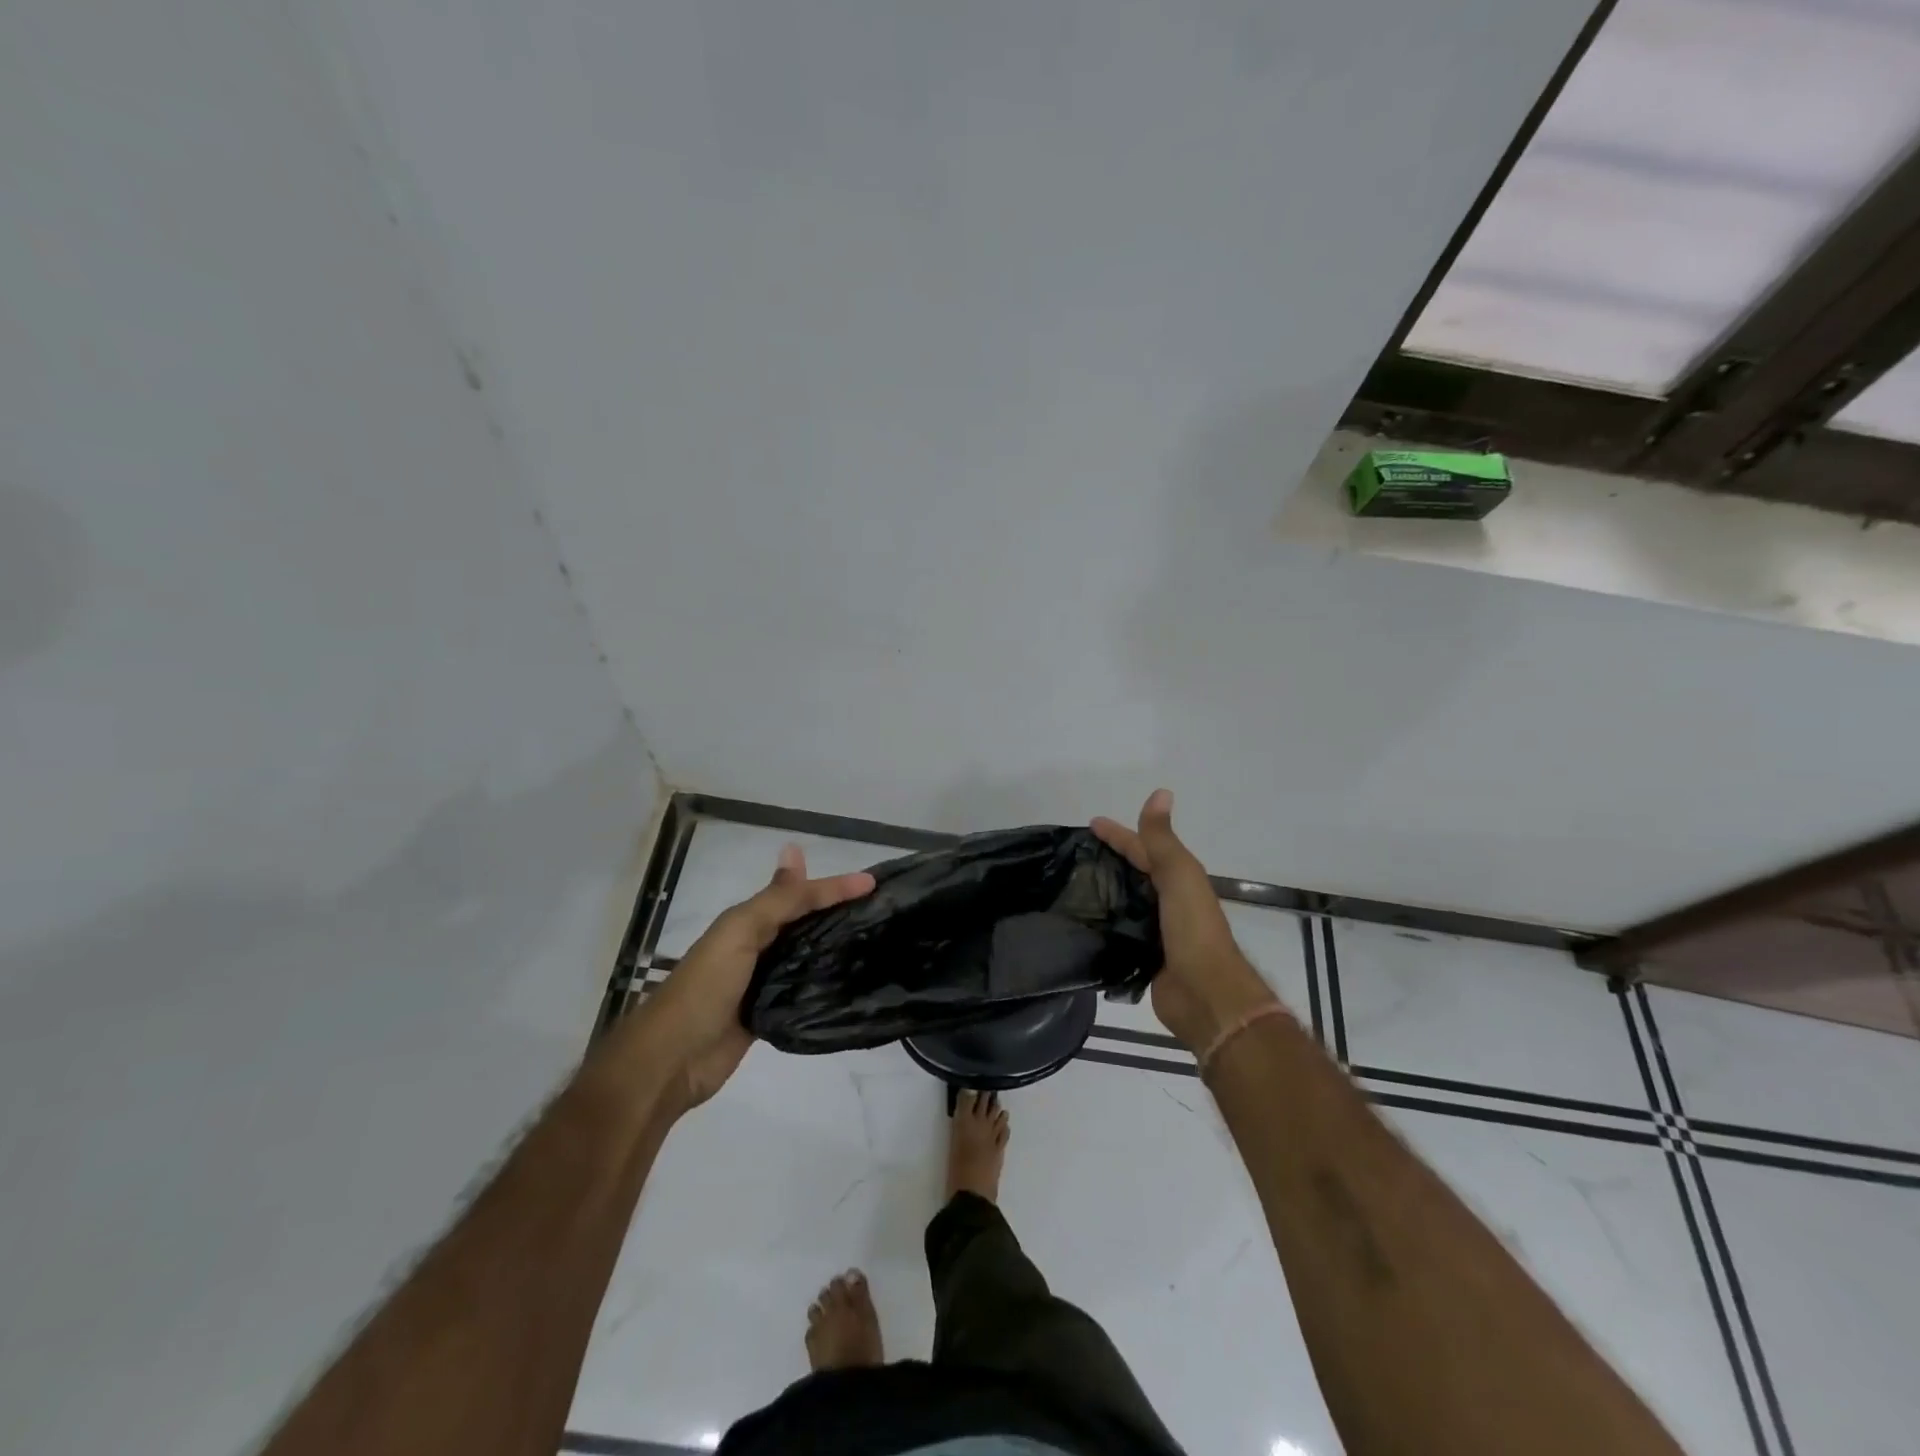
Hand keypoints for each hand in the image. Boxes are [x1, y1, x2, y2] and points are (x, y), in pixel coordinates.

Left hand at [643, 844, 874, 1113]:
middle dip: (838, 911)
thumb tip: (795, 850)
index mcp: (748, 920)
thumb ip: (776, 900)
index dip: (834, 886)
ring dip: (835, 946)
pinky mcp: (769, 1014)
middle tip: (882, 908)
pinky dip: (825, 982)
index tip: (875, 883)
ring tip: (877, 941)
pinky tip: (852, 980)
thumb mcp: (740, 932)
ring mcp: (763, 982)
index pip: (799, 894)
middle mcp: (757, 946)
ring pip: (807, 955)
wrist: (673, 1058)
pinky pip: (803, 991)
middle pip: (804, 922)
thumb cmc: (706, 986)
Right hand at [1092, 789, 1280, 1054]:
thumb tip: (1161, 791)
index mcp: (1179, 878)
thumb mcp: (1178, 875)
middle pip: (1135, 873)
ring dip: (1104, 892)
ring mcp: (1157, 930)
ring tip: (1069, 886)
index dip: (1119, 834)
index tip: (1090, 824)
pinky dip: (1104, 923)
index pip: (1143, 848)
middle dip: (1110, 860)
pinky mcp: (1145, 957)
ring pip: (1126, 902)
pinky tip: (1080, 922)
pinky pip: (1120, 932)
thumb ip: (1162, 839)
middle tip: (1074, 856)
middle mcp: (1169, 901)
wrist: (1206, 994)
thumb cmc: (1193, 929)